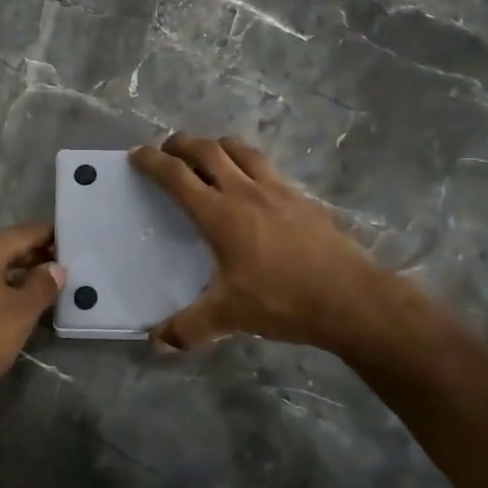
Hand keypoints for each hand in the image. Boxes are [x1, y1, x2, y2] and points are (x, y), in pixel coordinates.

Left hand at [0, 222, 65, 398]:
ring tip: (39, 288)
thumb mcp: (19, 315)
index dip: (48, 235)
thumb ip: (42, 286)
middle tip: (60, 268)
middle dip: (32, 256)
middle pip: (4, 248)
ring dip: (13, 274)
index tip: (71, 242)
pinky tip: (7, 304)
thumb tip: (54, 267)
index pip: (23, 232)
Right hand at [130, 134, 406, 353]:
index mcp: (219, 213)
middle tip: (168, 148)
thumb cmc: (283, 300)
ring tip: (209, 154)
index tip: (137, 155)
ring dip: (218, 145)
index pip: (176, 176)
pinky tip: (254, 182)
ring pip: (241, 150)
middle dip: (182, 143)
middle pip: (207, 150)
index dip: (153, 162)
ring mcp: (277, 190)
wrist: (350, 297)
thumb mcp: (230, 317)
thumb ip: (189, 328)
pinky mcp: (302, 197)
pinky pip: (268, 167)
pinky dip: (250, 163)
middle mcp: (245, 191)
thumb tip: (156, 343)